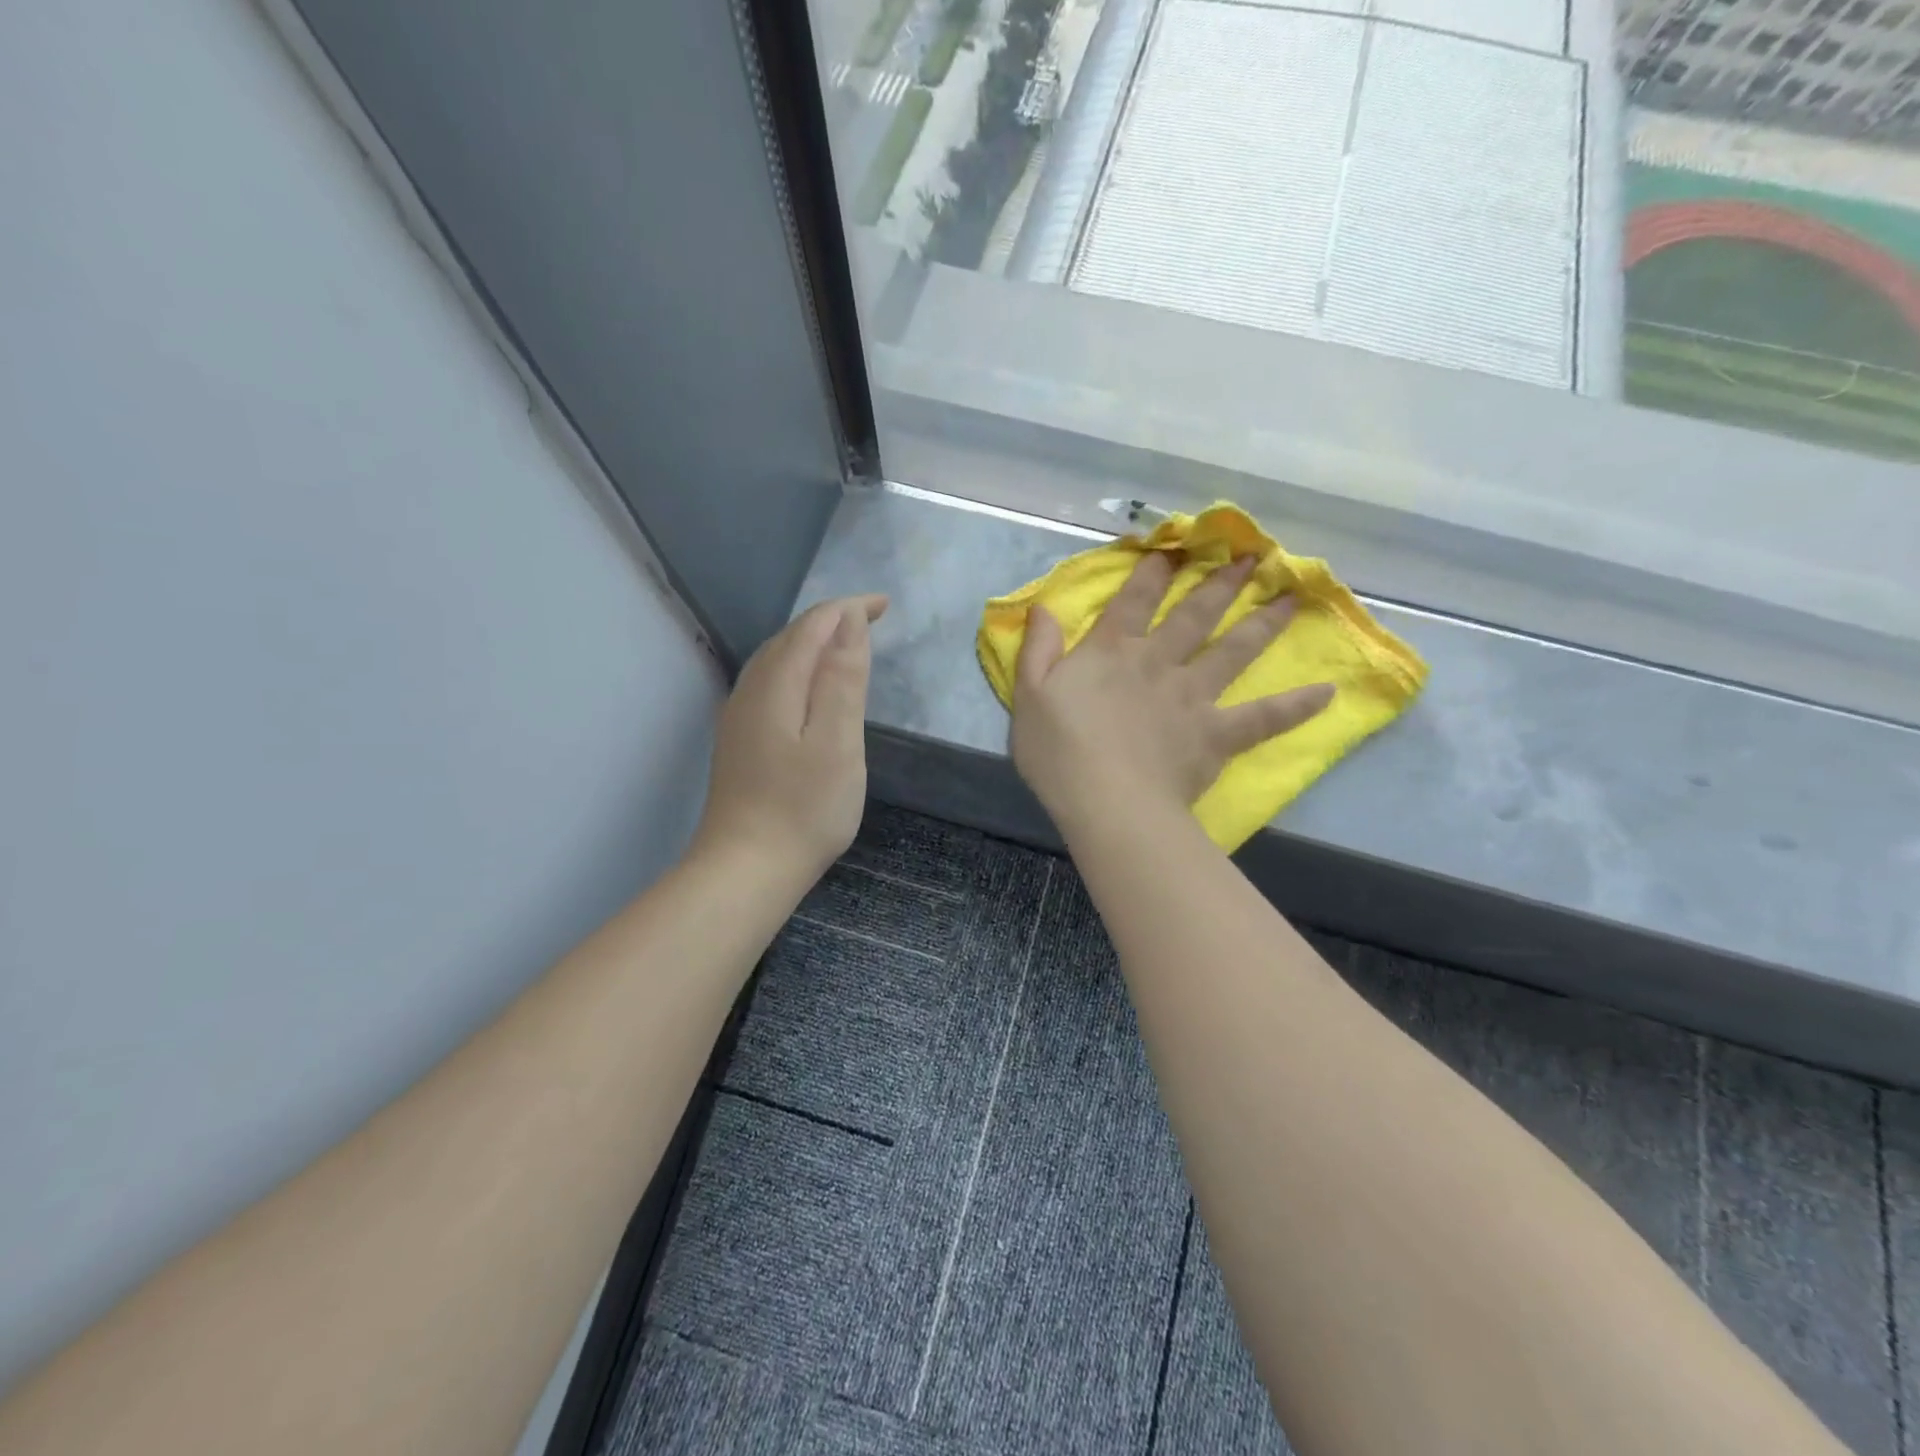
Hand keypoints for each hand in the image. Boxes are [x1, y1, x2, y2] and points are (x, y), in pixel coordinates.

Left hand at [694, 594, 887, 884]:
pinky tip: (809, 688)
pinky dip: (797, 669)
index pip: (813, 625)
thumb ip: (843, 678)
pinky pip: (770, 683)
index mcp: (776, 684)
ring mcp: (739, 717)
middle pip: (790, 637)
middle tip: (872, 620)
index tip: (884, 605)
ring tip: (846, 645)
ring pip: (776, 660)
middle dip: (831, 620)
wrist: (745, 869)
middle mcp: (750, 690)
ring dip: (812, 643)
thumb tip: (848, 622)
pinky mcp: (739, 741)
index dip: (848, 608)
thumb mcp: (838, 741)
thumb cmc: (804, 808)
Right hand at [1010, 552, 1331, 833]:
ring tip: (1291, 598)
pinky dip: (1295, 706)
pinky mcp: (1216, 734)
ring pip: (1233, 651)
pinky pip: (1263, 718)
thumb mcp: (1029, 695)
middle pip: (1194, 615)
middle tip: (1252, 557)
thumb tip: (1043, 607)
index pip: (1135, 600)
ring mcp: (1192, 696)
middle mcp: (1158, 662)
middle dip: (1220, 583)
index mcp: (1112, 651)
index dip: (1154, 571)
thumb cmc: (1059, 751)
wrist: (1107, 802)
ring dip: (1263, 623)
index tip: (1176, 547)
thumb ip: (1037, 649)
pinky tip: (1327, 694)